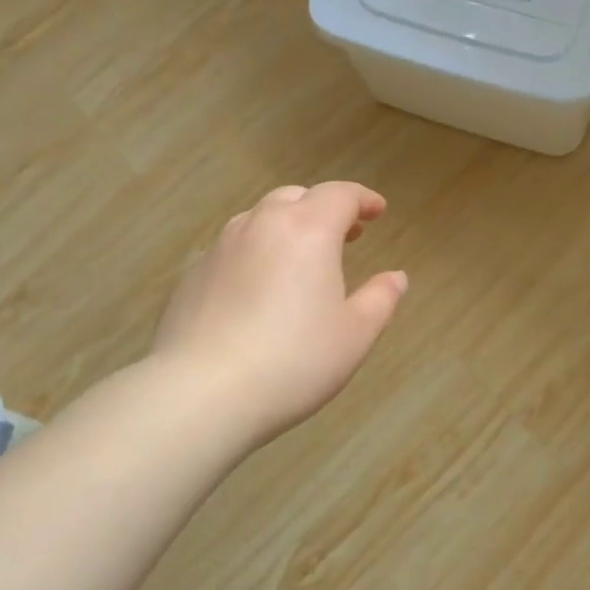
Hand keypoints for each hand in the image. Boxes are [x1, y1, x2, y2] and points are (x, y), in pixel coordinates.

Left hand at [150, 182, 407, 444]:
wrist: (202, 393)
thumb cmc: (294, 361)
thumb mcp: (355, 335)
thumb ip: (380, 299)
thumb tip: (396, 277)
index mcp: (307, 231)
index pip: (340, 195)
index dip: (363, 199)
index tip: (378, 211)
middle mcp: (261, 225)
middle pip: (296, 198)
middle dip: (324, 208)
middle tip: (346, 234)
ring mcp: (221, 247)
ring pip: (259, 218)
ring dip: (287, 226)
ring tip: (302, 257)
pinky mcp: (193, 274)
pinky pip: (233, 248)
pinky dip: (256, 251)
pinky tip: (260, 288)